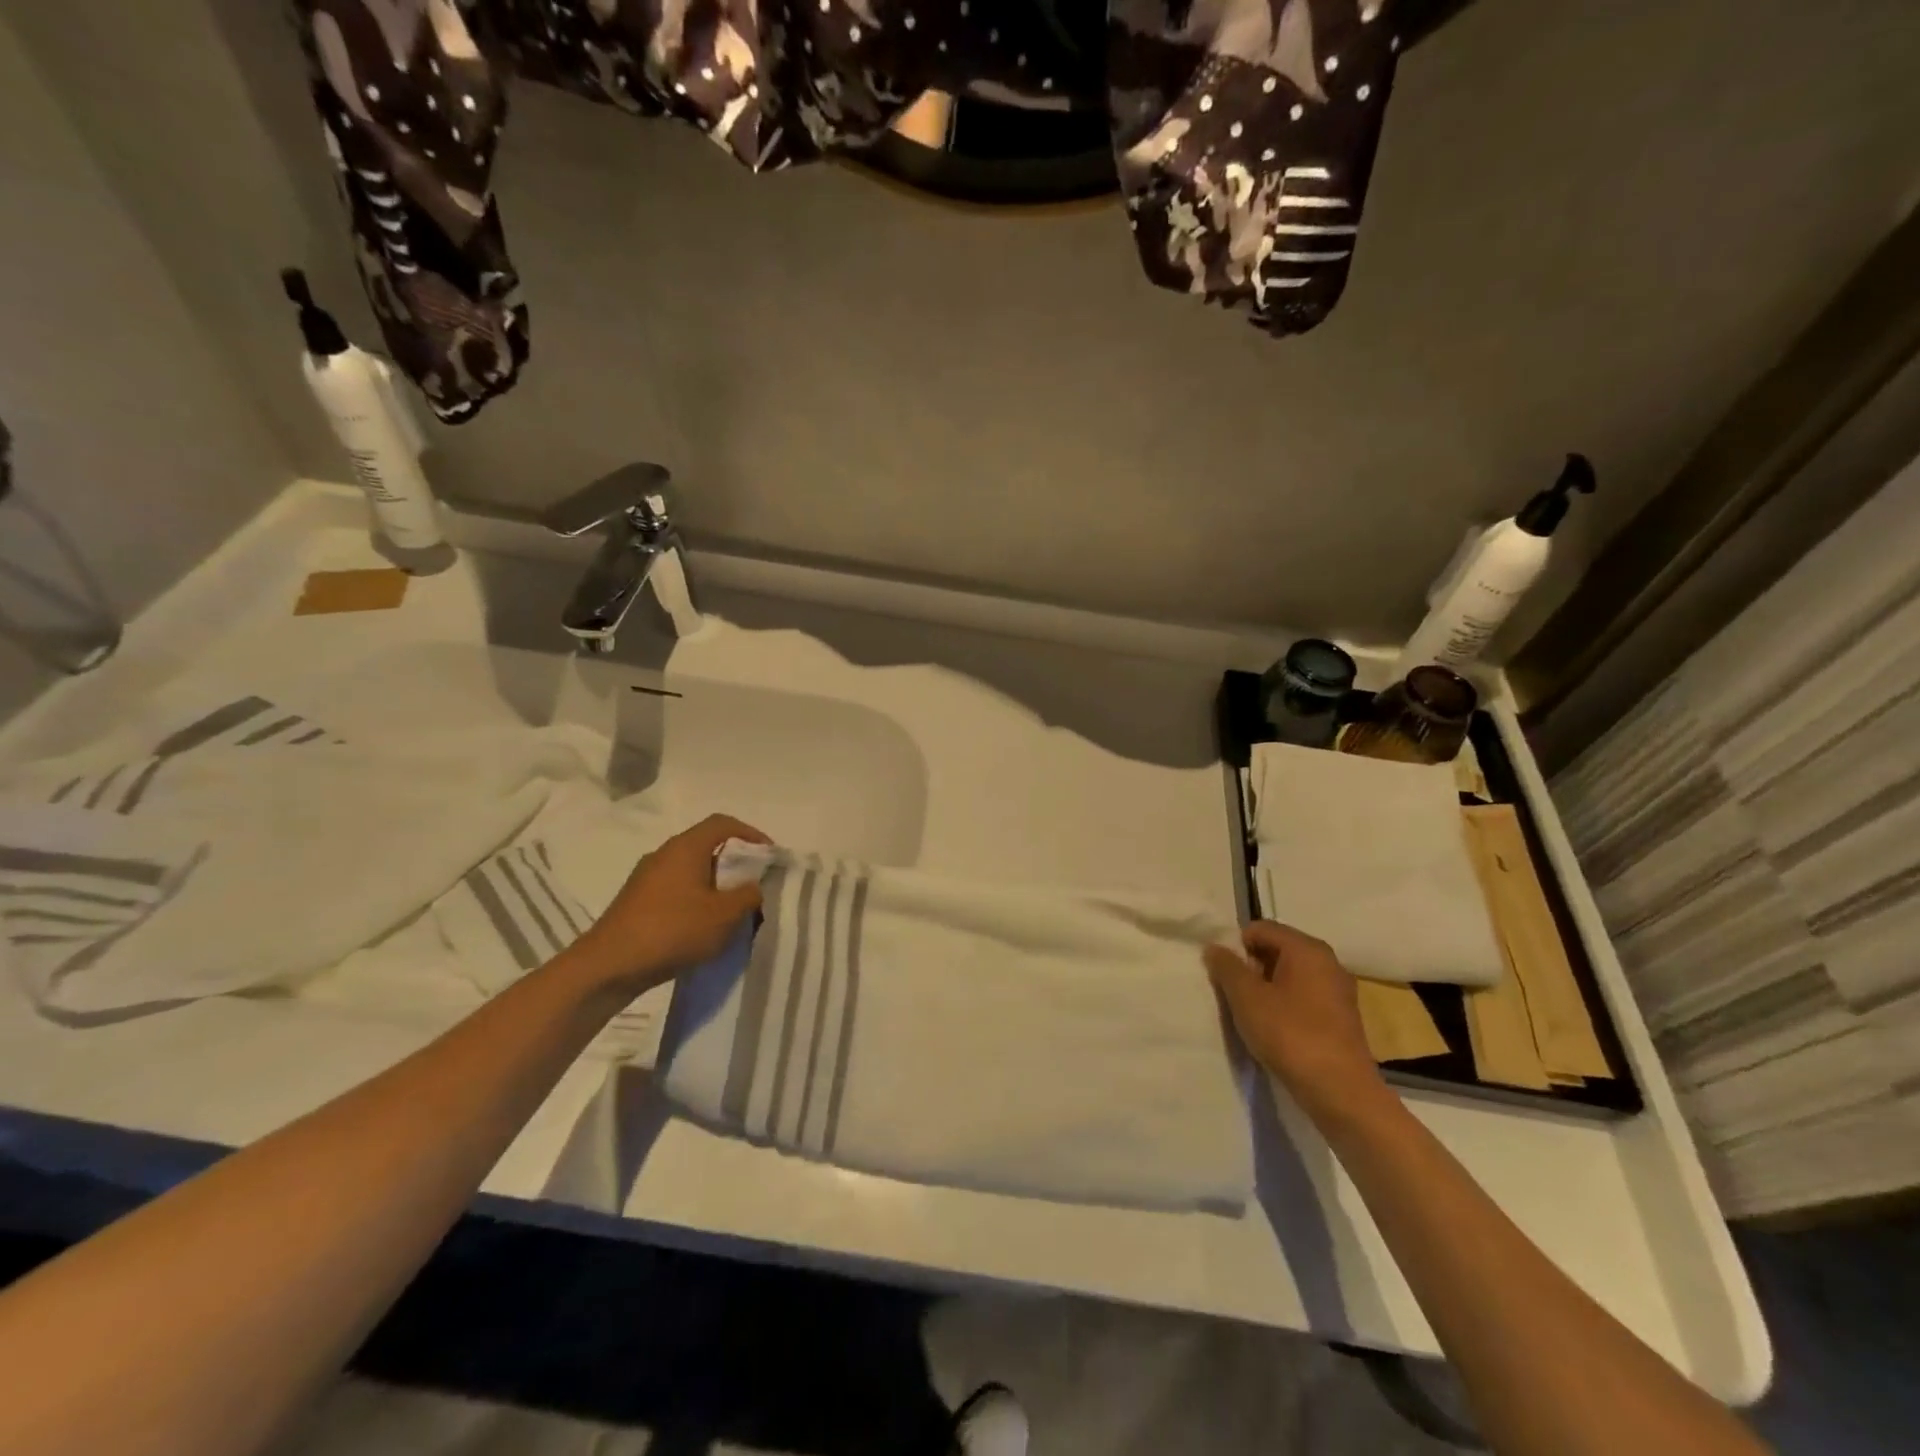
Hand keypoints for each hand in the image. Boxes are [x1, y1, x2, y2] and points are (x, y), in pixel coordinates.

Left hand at [571, 814, 770, 992]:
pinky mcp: (637, 902)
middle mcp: (664, 854)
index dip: (751, 834)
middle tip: (755, 885)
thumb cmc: (672, 930)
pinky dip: (696, 900)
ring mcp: (646, 878)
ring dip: (716, 885)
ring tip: (733, 911)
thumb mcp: (724, 915)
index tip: (769, 856)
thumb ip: (748, 895)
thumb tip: (754, 886)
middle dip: (735, 863)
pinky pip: (676, 890)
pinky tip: (703, 927)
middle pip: (707, 846)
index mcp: (686, 847)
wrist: (608, 966)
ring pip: (691, 871)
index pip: (723, 823)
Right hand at [1205, 921, 1384, 1118]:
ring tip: (1252, 1014)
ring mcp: (1339, 991)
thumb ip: (1226, 967)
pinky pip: (1305, 997)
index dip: (1236, 946)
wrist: (1340, 1091)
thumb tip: (1214, 947)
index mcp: (1307, 948)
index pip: (1261, 929)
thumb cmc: (1290, 1034)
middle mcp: (1328, 962)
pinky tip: (1276, 1029)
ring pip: (1291, 975)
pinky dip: (1286, 1004)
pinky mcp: (1342, 1018)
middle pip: (1278, 949)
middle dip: (1252, 967)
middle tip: (1235, 994)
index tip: (1224, 974)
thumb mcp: (1246, 997)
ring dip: (1267, 988)